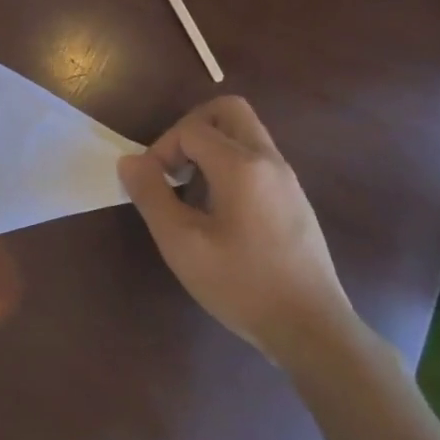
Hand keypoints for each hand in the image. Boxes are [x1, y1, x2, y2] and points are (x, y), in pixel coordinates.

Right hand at [117, 97, 363, 369]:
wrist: (310, 327)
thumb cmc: (240, 283)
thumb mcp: (181, 242)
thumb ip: (151, 194)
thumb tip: (129, 161)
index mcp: (241, 166)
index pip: (191, 128)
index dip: (161, 149)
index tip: (151, 186)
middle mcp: (269, 161)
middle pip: (228, 111)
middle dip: (190, 128)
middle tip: (173, 166)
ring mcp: (287, 179)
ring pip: (244, 134)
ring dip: (210, 148)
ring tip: (190, 192)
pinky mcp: (294, 200)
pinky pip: (256, 160)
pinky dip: (229, 167)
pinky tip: (217, 213)